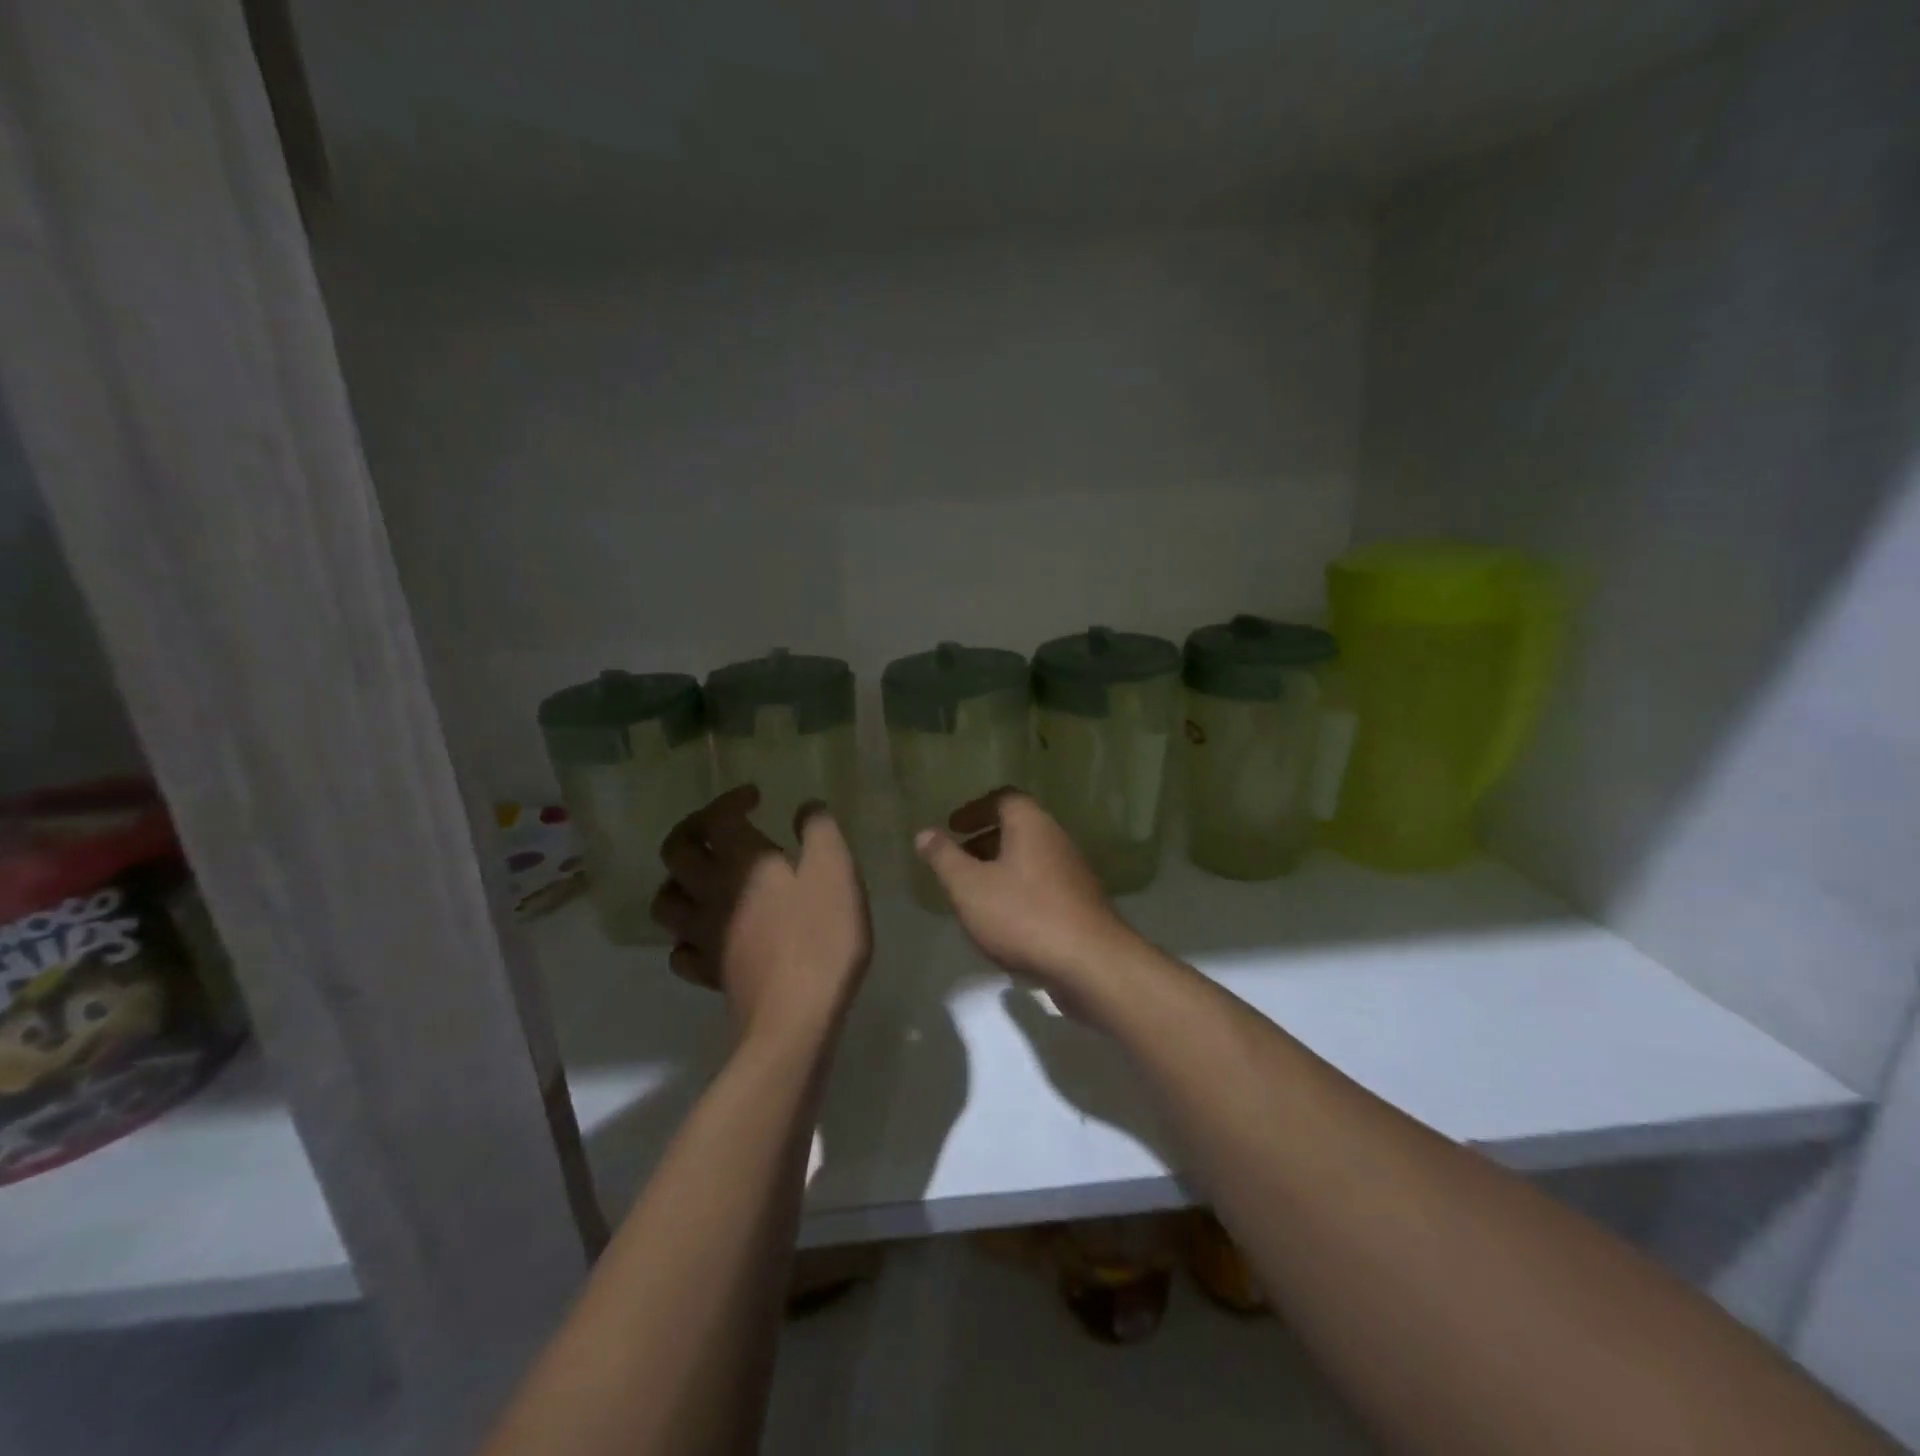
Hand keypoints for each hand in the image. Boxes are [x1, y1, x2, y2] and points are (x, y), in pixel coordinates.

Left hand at [652, 786, 871, 1046]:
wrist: (796, 1016)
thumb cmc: (821, 935)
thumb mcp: (836, 870)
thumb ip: (820, 830)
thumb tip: (806, 808)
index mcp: (741, 860)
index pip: (717, 817)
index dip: (731, 799)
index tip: (756, 797)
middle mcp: (711, 891)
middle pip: (676, 851)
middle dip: (692, 830)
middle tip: (719, 828)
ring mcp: (704, 935)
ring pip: (666, 900)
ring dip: (679, 881)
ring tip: (704, 879)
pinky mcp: (708, 973)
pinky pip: (681, 949)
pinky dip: (688, 936)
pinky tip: (708, 936)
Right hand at [914, 790, 1135, 995]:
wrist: (1090, 964)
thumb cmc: (1023, 915)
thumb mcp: (969, 886)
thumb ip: (944, 858)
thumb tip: (925, 833)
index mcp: (1032, 824)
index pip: (1004, 798)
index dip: (975, 809)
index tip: (952, 826)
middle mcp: (1056, 840)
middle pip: (1017, 829)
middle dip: (984, 841)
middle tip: (957, 860)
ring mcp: (1072, 873)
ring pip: (1029, 859)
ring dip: (999, 869)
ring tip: (973, 894)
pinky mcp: (1079, 905)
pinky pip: (1041, 886)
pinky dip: (1017, 892)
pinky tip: (1002, 923)